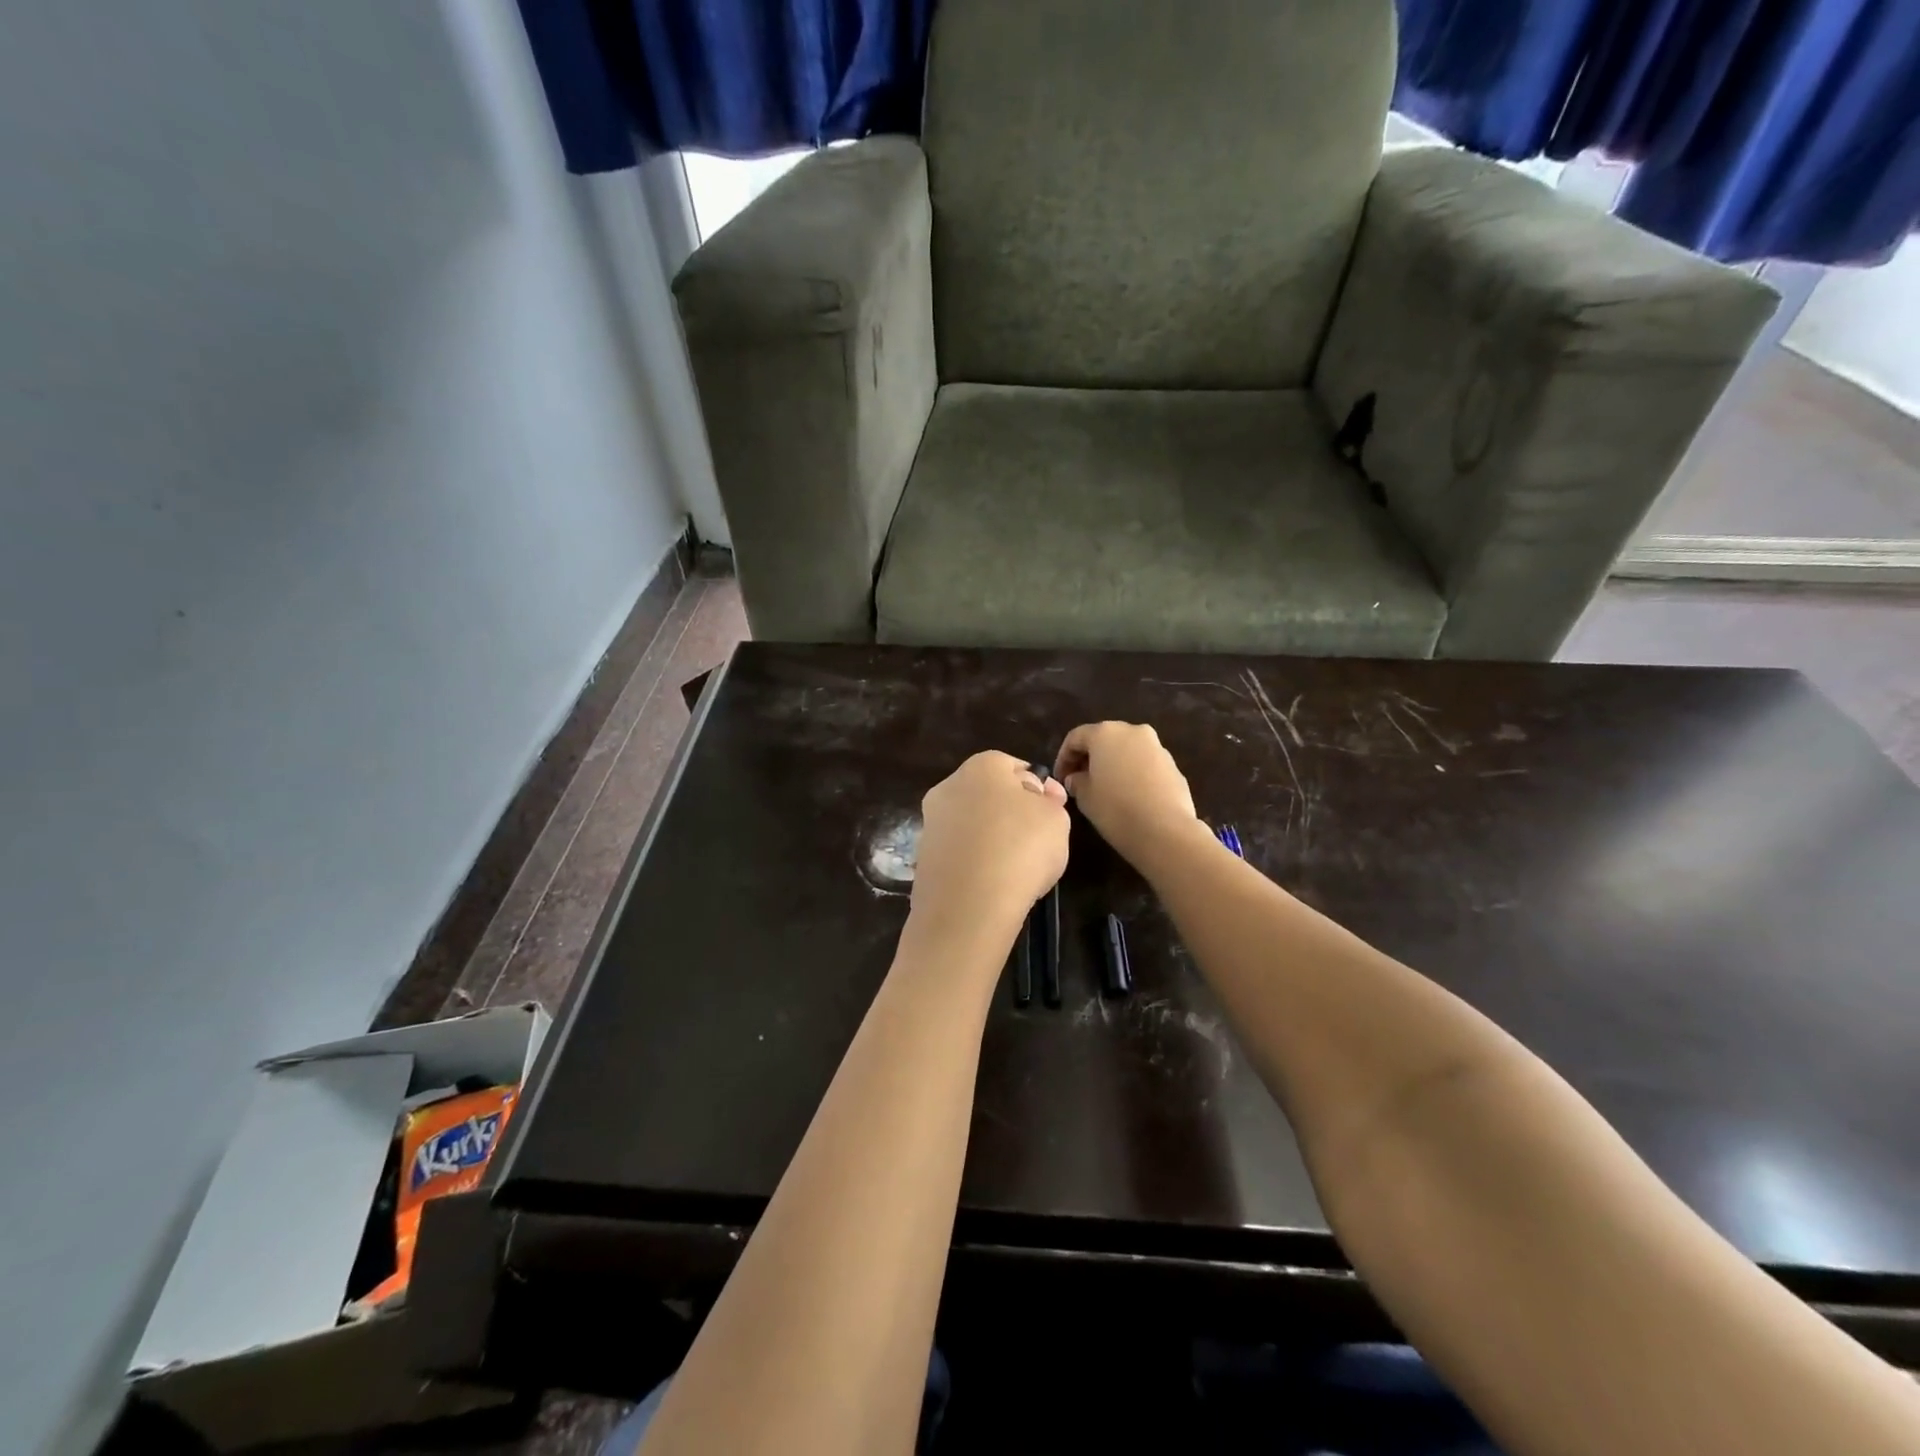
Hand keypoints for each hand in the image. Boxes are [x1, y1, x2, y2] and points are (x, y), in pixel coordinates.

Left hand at [910, 751, 1069, 941]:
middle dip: (1009, 812)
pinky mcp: (923, 857)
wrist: (968, 905)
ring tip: (1014, 868)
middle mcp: (949, 786)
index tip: (1050, 815)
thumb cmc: (1021, 848)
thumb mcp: (1056, 819)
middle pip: (988, 794)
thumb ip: (1051, 801)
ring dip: (990, 839)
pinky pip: (958, 852)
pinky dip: (973, 862)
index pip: (1014, 767)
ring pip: (971, 824)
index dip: (1036, 790)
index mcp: (982, 765)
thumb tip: (1042, 792)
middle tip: (1035, 841)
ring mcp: (931, 822)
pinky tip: (991, 883)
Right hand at [1054, 722, 1201, 865]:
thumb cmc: (1116, 809)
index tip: (1060, 779)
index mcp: (1105, 733)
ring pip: (1127, 750)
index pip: (1076, 738)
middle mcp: (1132, 731)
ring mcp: (1157, 747)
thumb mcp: (1085, 797)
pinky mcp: (1173, 765)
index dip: (1063, 758)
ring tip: (1104, 790)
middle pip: (1104, 739)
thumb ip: (1076, 781)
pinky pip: (1144, 764)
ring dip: (1113, 765)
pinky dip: (1132, 774)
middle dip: (1089, 758)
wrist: (1165, 831)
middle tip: (1079, 782)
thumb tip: (1076, 778)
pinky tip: (1128, 797)